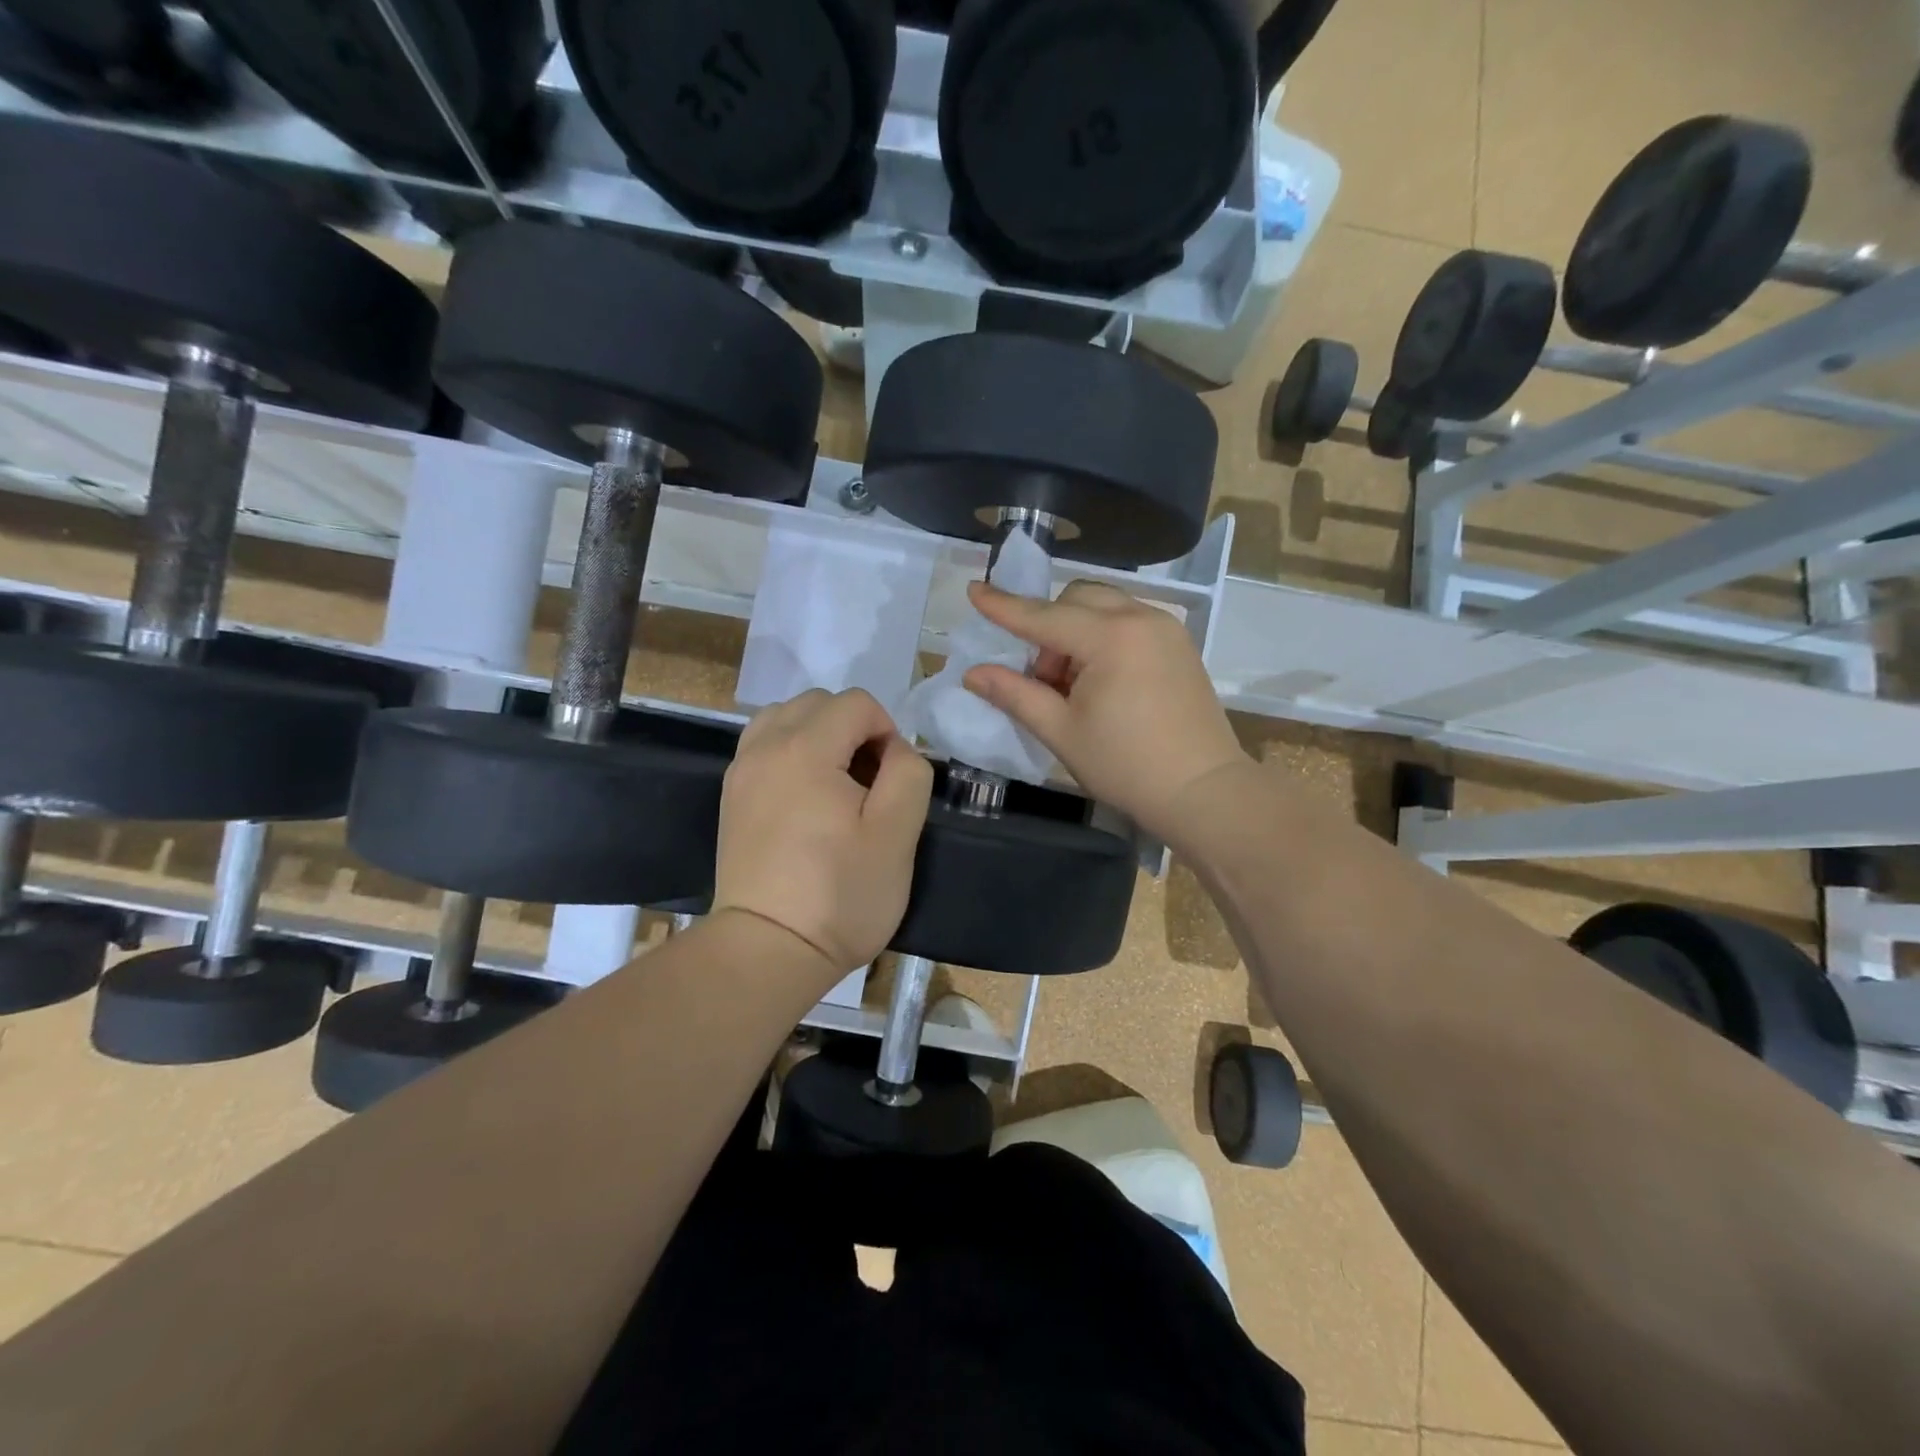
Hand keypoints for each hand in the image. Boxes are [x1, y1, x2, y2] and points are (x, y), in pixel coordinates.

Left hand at [713, 688, 932, 975]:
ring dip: (819, 735)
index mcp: (805, 749)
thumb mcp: (897, 835)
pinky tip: (806, 796)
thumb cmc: (840, 895)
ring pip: (785, 718)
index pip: (856, 703)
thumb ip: (908, 773)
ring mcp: (741, 771)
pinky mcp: (731, 796)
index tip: (892, 780)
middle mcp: (764, 747)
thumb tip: (893, 750)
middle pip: (818, 703)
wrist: (768, 950)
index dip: (887, 730)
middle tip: (868, 782)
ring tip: (836, 783)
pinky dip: (791, 752)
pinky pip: (764, 746)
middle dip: (853, 728)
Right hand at [962, 580, 1247, 839]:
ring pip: (1104, 606)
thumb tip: (973, 673)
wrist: (1204, 790)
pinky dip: (1103, 637)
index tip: (973, 589)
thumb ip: (1015, 695)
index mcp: (1110, 638)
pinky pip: (1128, 621)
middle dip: (1048, 628)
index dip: (1004, 606)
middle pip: (1076, 598)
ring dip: (1076, 631)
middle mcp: (1141, 618)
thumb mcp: (1061, 732)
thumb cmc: (1126, 766)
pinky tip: (1103, 682)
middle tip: (1045, 679)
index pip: (1043, 616)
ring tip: (1074, 685)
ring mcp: (1166, 628)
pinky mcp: (1179, 644)